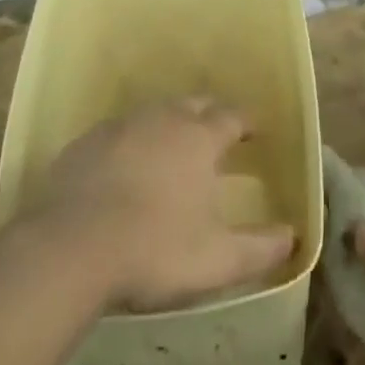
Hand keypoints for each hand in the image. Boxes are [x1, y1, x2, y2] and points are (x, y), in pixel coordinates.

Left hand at [23, 98, 296, 312]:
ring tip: (173, 146)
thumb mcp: (216, 260)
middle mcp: (162, 119)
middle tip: (217, 132)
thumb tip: (292, 237)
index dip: (246, 122)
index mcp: (198, 139)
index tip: (255, 131)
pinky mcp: (86, 142)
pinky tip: (126, 166)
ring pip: (154, 113)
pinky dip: (131, 141)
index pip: (231, 117)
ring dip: (169, 124)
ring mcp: (121, 126)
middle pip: (193, 104)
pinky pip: (118, 132)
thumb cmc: (154, 250)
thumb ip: (259, 249)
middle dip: (210, 114)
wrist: (71, 248)